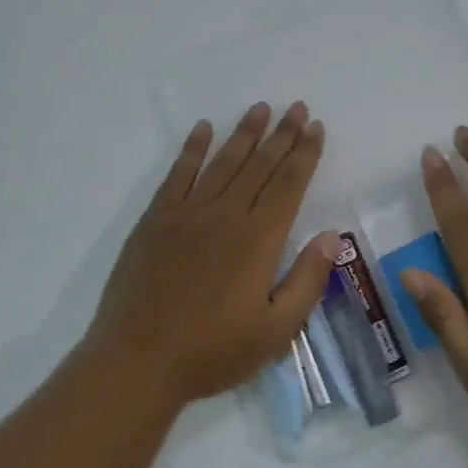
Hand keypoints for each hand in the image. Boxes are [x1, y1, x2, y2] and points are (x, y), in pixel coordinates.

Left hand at [84, 103, 339, 406]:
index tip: (315, 127)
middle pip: (259, 165)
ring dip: (244, 133)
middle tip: (296, 106)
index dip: (304, 154)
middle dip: (281, 134)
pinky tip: (203, 129)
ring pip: (223, 162)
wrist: (137, 361)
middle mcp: (225, 216)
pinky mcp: (155, 221)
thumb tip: (330, 235)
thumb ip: (307, 281)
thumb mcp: (275, 331)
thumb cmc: (212, 352)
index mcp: (258, 240)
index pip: (288, 185)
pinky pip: (178, 174)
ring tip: (260, 108)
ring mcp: (187, 214)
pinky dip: (192, 149)